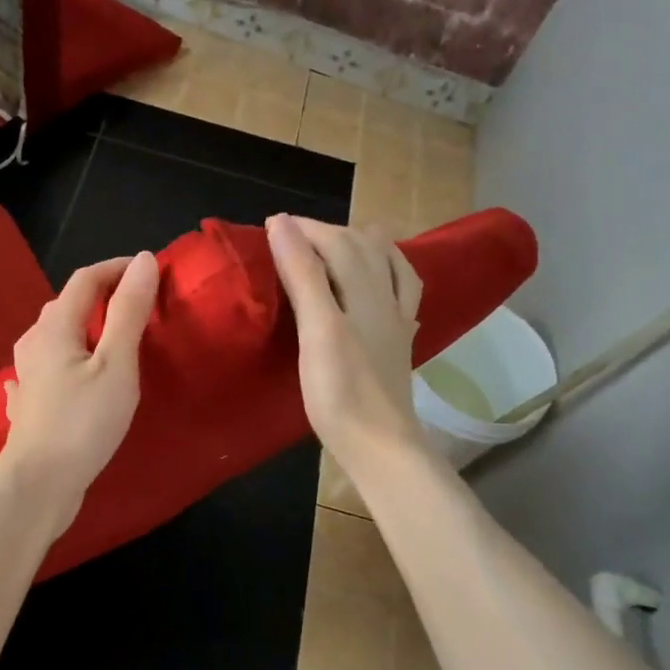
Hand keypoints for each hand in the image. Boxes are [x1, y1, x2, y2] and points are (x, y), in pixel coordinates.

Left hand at [0, 252, 159, 531]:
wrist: (38, 484)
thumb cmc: (83, 422)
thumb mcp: (116, 364)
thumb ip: (129, 312)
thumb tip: (141, 260)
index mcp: (55, 326)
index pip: (86, 279)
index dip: (117, 268)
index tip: (149, 271)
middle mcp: (34, 342)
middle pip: (67, 305)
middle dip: (101, 295)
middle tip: (138, 304)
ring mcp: (26, 374)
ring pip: (55, 336)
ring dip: (82, 327)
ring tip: (109, 337)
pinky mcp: (28, 403)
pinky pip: (45, 367)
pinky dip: (62, 360)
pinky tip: (64, 375)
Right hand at [267, 214, 426, 477]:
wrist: (379, 445)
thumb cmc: (340, 392)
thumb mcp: (317, 329)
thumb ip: (303, 275)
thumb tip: (283, 224)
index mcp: (364, 292)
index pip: (335, 242)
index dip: (302, 229)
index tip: (268, 226)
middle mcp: (385, 299)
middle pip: (363, 248)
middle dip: (328, 232)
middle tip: (291, 234)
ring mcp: (396, 322)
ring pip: (388, 266)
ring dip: (364, 245)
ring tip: (341, 240)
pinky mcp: (398, 344)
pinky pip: (401, 295)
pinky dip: (390, 275)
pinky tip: (383, 284)